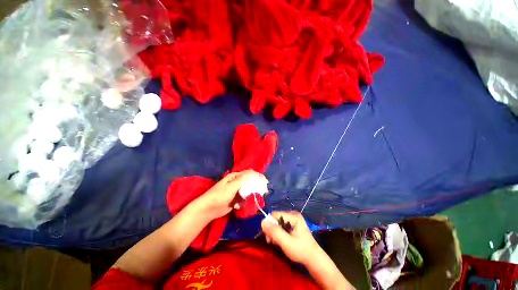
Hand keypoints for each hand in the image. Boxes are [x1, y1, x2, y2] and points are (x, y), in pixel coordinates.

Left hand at [195, 170, 267, 219]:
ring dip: (251, 195)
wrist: (208, 209)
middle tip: (264, 191)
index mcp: (235, 176)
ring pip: (247, 191)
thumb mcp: (232, 186)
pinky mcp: (235, 200)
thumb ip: (243, 180)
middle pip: (249, 182)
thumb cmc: (220, 195)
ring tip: (254, 199)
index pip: (249, 174)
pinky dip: (245, 202)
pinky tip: (240, 206)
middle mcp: (236, 182)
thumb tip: (254, 173)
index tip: (265, 181)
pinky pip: (243, 199)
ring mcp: (236, 191)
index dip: (258, 176)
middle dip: (256, 186)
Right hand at [261, 211, 321, 264]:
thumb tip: (262, 221)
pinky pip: (281, 226)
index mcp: (293, 216)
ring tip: (276, 243)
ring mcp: (293, 220)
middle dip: (272, 230)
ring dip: (274, 233)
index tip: (268, 237)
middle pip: (276, 218)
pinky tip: (279, 241)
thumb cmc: (301, 251)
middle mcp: (293, 215)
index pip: (275, 214)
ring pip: (277, 223)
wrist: (314, 260)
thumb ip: (274, 232)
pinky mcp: (293, 225)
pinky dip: (278, 233)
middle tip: (271, 242)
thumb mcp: (286, 242)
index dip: (269, 224)